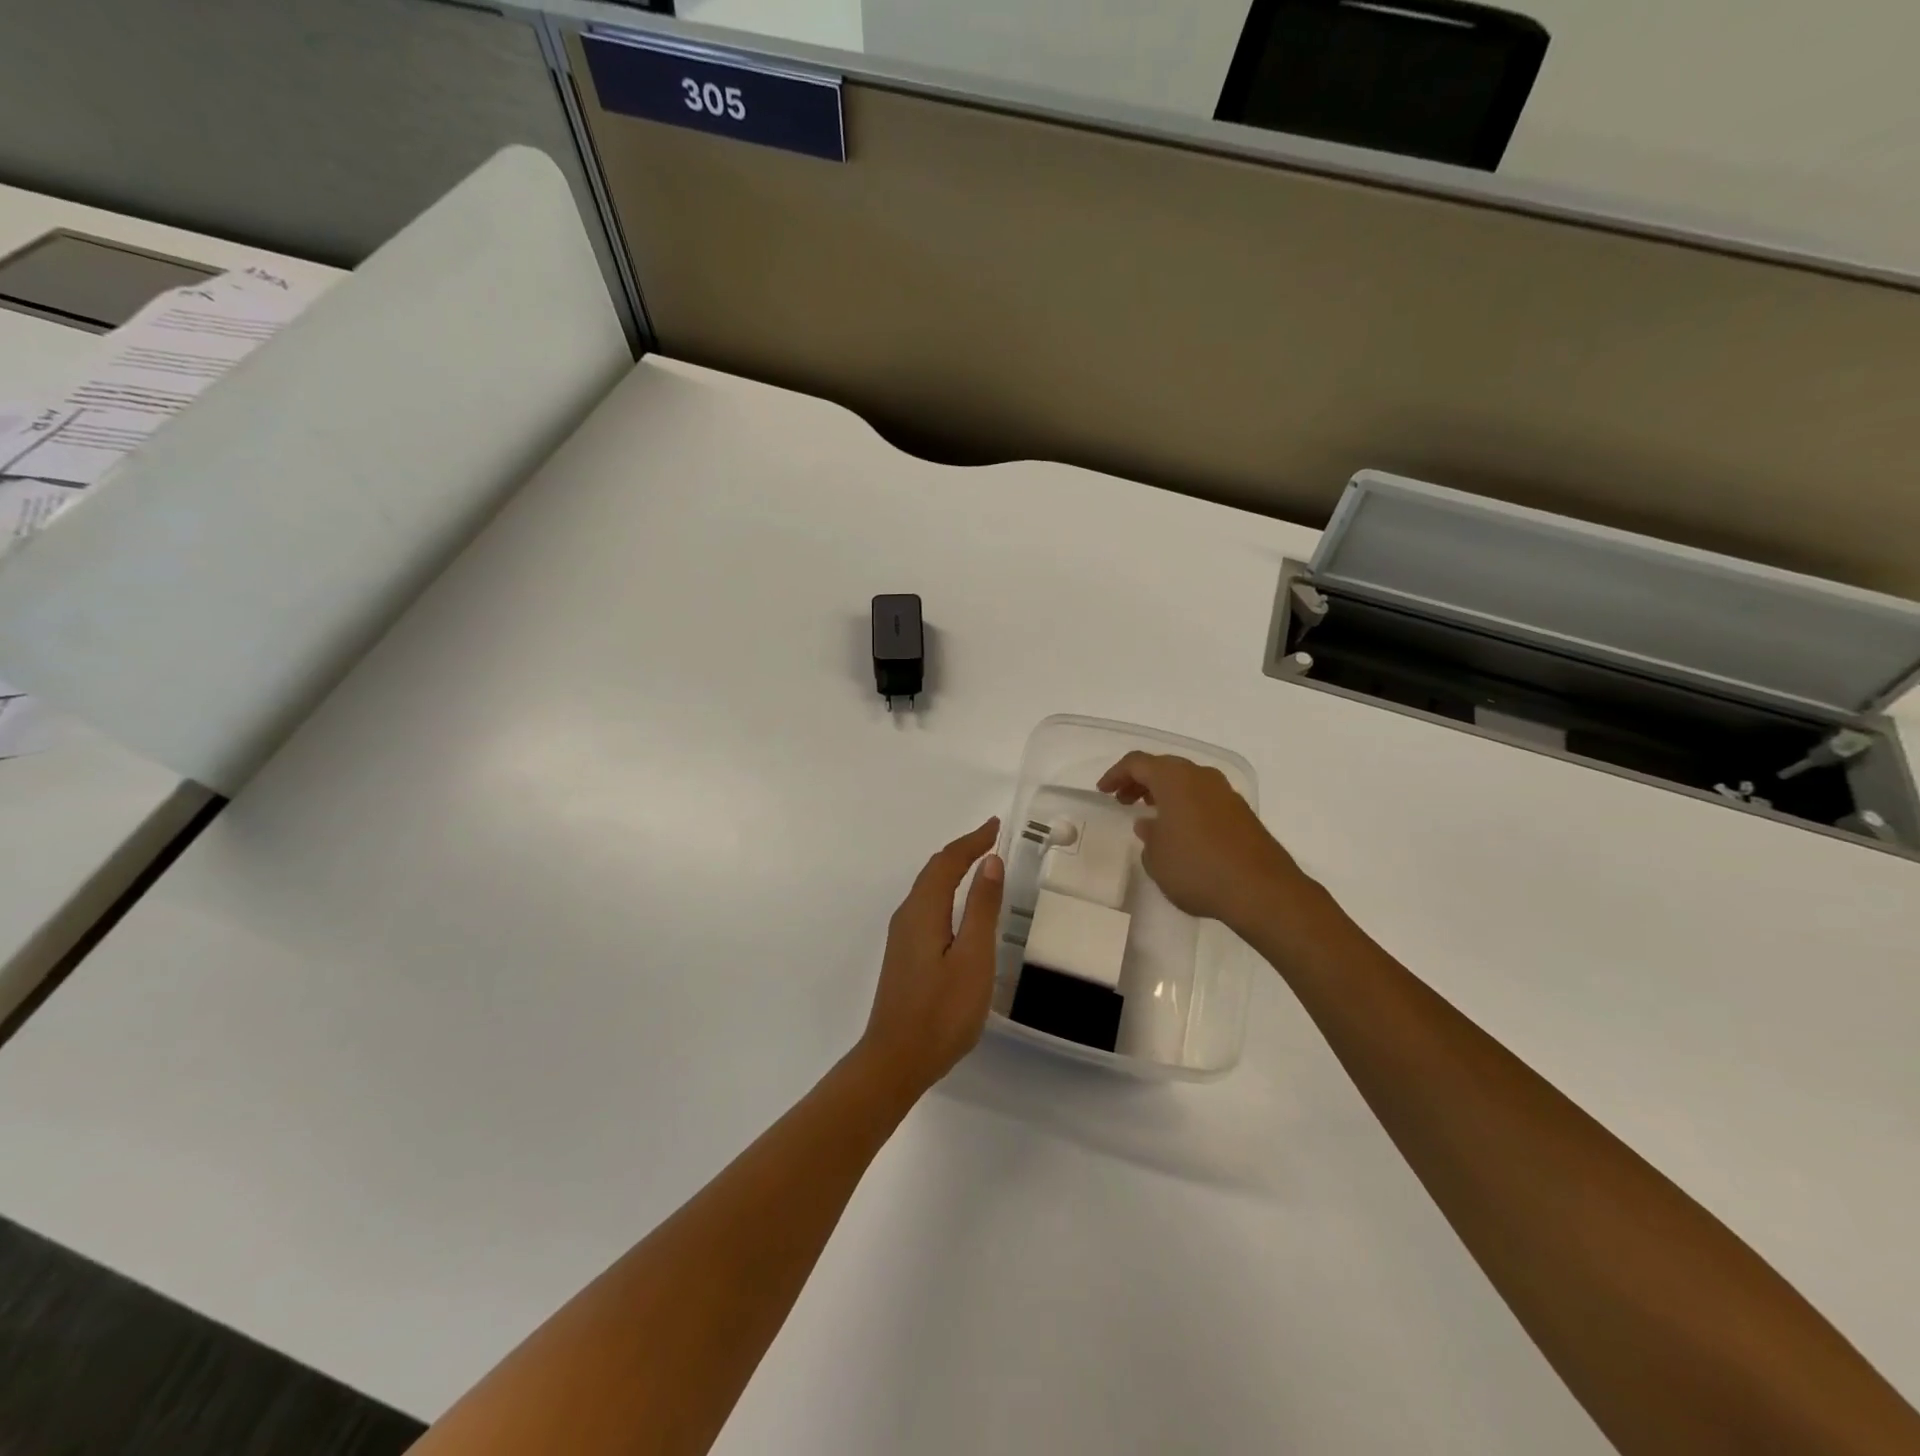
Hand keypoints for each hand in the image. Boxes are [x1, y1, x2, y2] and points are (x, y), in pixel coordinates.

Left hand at [857, 818, 1003, 1100]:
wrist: (896, 1060)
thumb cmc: (942, 1011)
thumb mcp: (973, 958)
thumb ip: (981, 908)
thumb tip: (989, 862)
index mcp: (923, 911)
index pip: (947, 862)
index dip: (972, 841)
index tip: (995, 826)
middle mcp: (908, 916)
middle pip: (933, 870)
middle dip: (962, 850)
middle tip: (991, 839)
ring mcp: (902, 937)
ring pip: (927, 888)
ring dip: (952, 869)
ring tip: (978, 862)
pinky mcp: (904, 955)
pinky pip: (926, 906)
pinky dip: (945, 890)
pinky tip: (958, 906)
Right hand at [1097, 753, 1304, 930]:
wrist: (1262, 890)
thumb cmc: (1197, 869)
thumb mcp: (1157, 858)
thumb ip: (1148, 836)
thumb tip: (1150, 825)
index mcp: (1175, 778)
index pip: (1137, 763)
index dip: (1116, 774)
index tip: (1103, 791)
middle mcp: (1201, 776)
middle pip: (1164, 767)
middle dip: (1140, 781)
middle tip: (1123, 801)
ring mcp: (1225, 793)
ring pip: (1187, 781)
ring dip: (1164, 793)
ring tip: (1149, 815)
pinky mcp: (1241, 813)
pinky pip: (1204, 798)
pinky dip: (1185, 805)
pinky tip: (1180, 831)